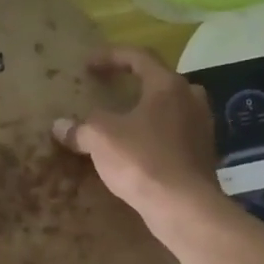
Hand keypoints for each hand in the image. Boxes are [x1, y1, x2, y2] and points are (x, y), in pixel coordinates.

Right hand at [51, 46, 226, 233]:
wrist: (183, 206)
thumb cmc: (142, 160)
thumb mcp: (101, 139)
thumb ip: (81, 128)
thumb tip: (60, 126)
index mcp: (168, 85)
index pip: (139, 57)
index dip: (111, 56)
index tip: (88, 64)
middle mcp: (191, 99)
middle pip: (160, 82)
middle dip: (135, 85)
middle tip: (112, 92)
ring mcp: (202, 128)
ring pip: (170, 110)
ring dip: (146, 112)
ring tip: (124, 123)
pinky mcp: (203, 155)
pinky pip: (175, 136)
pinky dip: (155, 137)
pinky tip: (138, 151)